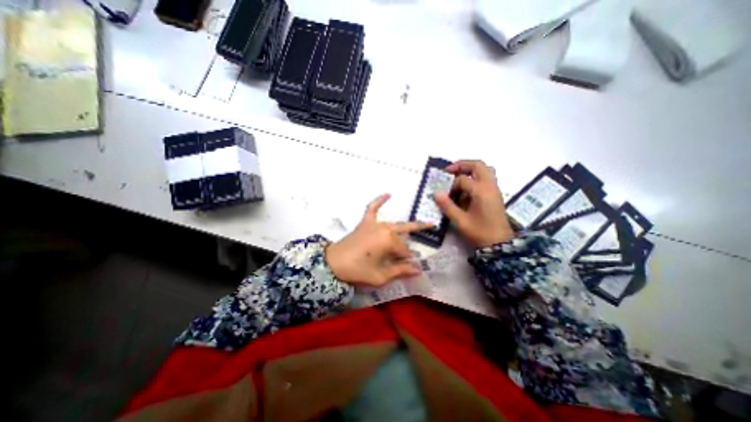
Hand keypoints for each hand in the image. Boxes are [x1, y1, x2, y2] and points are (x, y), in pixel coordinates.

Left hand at [326, 194, 431, 286]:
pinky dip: (380, 201)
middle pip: (402, 238)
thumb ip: (401, 271)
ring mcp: (374, 223)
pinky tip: (388, 194)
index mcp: (389, 241)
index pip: (405, 251)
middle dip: (408, 247)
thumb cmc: (357, 271)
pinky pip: (373, 208)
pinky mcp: (365, 222)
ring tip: (423, 225)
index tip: (407, 268)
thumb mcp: (380, 276)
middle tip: (416, 254)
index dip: (407, 261)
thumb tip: (418, 270)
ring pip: (395, 226)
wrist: (333, 264)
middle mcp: (385, 228)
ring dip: (405, 229)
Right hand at [432, 161, 513, 246]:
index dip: (451, 185)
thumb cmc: (480, 232)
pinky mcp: (495, 195)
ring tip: (458, 177)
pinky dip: (476, 177)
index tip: (445, 195)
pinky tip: (467, 189)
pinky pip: (487, 178)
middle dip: (462, 165)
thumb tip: (436, 193)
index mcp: (481, 191)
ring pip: (485, 170)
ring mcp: (494, 189)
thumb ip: (447, 206)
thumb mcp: (460, 221)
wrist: (499, 244)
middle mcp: (489, 186)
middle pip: (478, 165)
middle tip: (449, 171)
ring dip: (471, 170)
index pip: (462, 180)